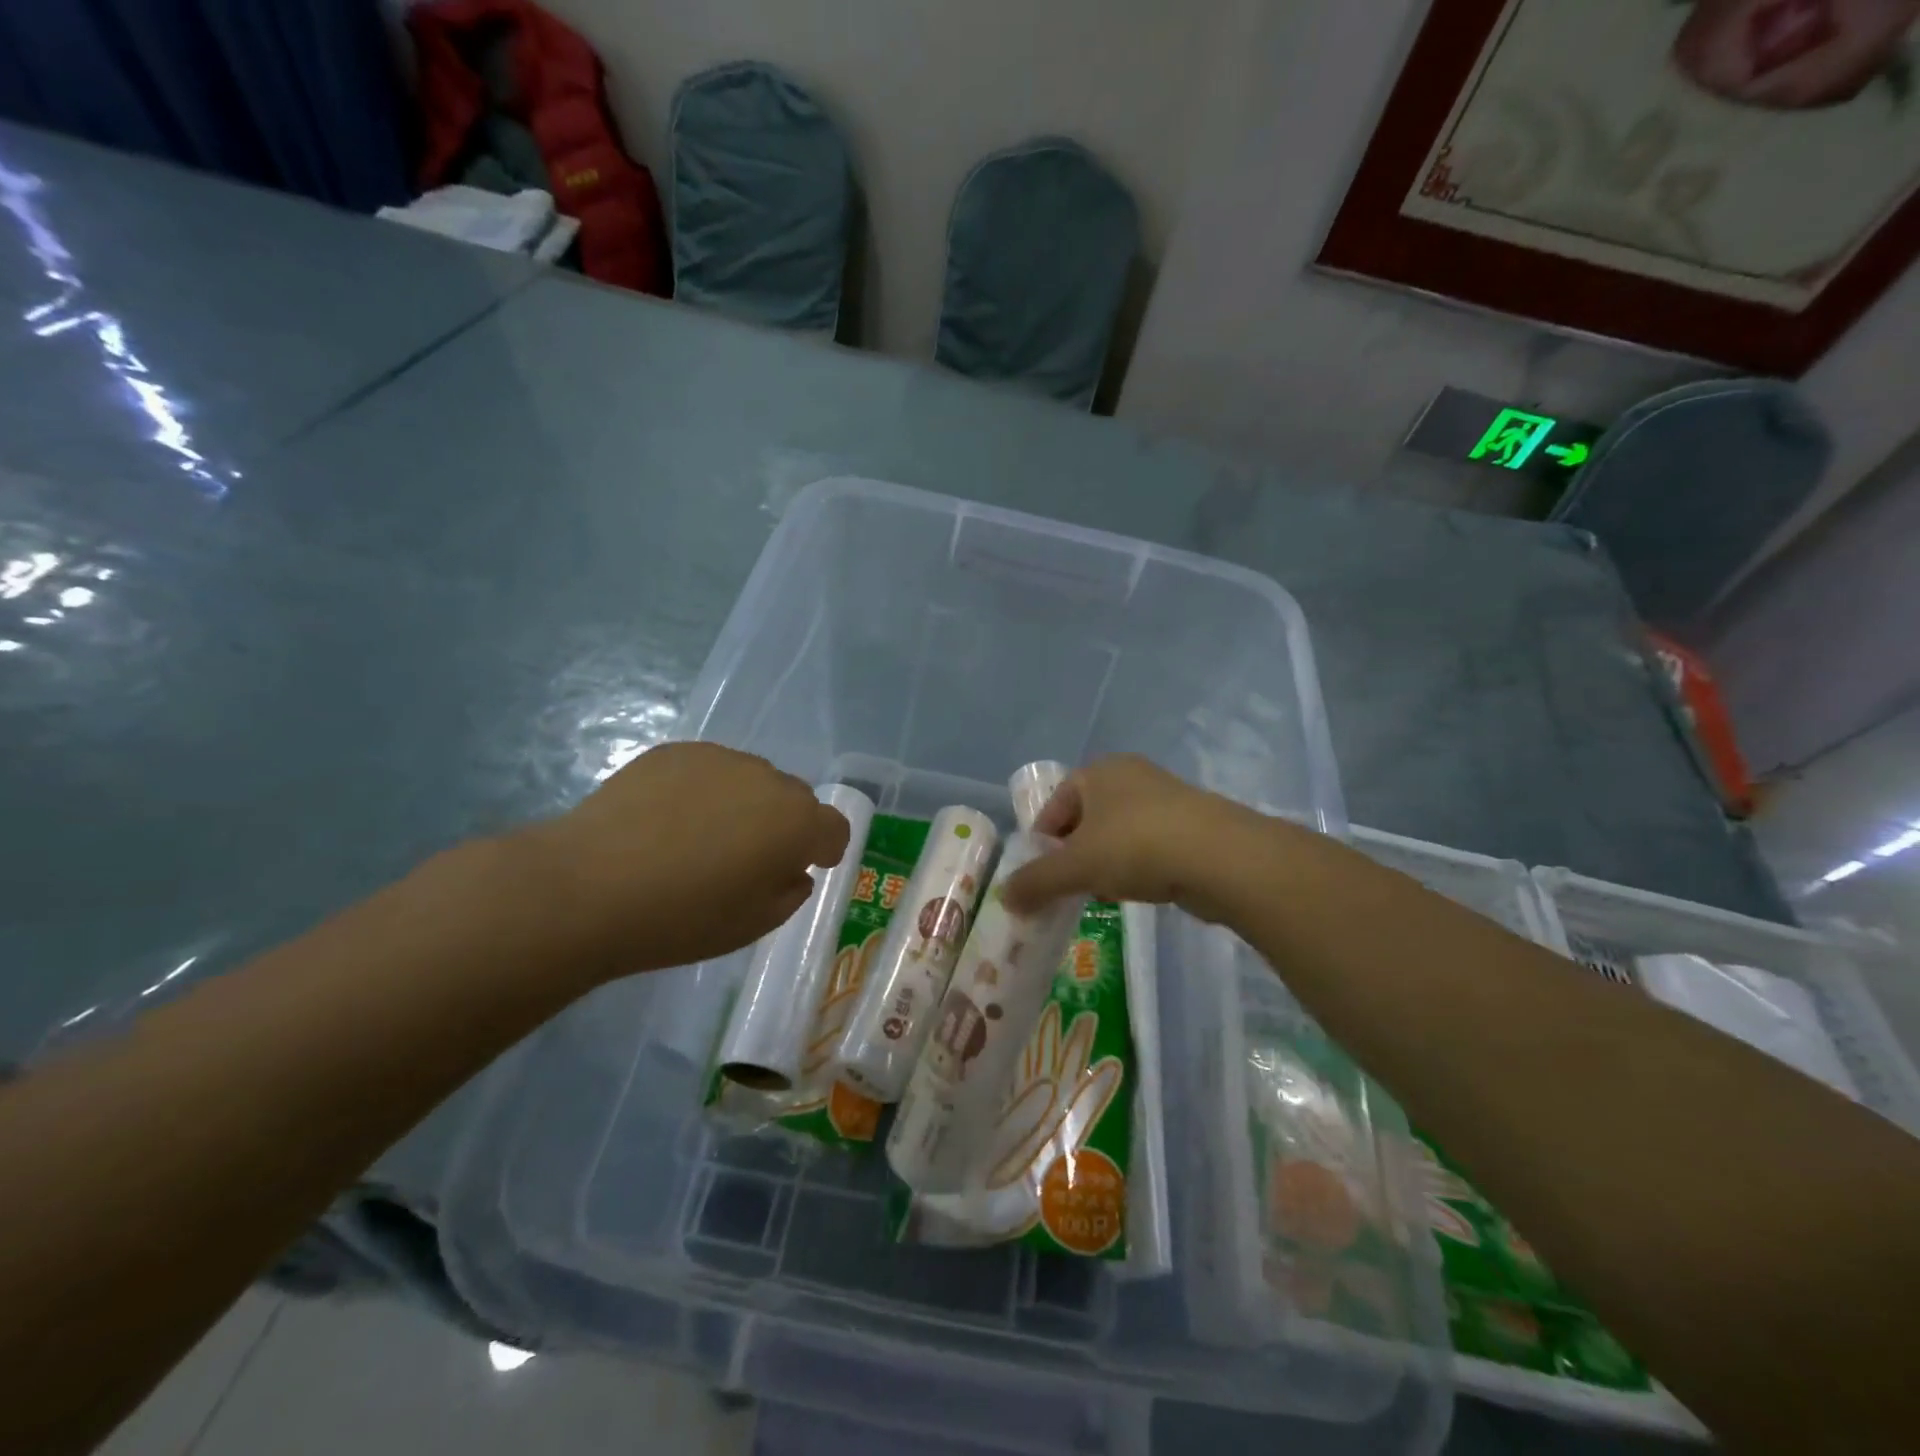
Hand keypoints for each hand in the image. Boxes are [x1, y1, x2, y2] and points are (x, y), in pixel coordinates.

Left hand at [519, 743, 850, 976]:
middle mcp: (768, 780)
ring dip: (744, 804)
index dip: (825, 849)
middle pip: (794, 798)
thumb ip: (789, 892)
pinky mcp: (677, 751)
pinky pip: (709, 770)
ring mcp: (720, 758)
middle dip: (784, 824)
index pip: (835, 827)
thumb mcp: (752, 925)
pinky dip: (704, 791)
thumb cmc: (682, 918)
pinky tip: (666, 821)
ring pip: (751, 780)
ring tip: (700, 838)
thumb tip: (791, 870)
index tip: (804, 867)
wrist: (589, 885)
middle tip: (746, 858)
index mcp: (797, 822)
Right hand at [1001, 755, 1255, 920]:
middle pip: (1086, 819)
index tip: (1039, 877)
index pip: (1054, 805)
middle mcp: (1131, 776)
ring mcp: (1166, 798)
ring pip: (1118, 834)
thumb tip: (1003, 898)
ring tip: (1102, 894)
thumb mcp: (1076, 866)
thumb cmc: (1136, 846)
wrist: (1222, 857)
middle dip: (1074, 855)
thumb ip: (1036, 881)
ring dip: (1105, 863)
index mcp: (1098, 771)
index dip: (1041, 842)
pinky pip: (1149, 845)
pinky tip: (1138, 892)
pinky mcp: (1193, 824)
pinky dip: (1137, 867)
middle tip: (1068, 887)